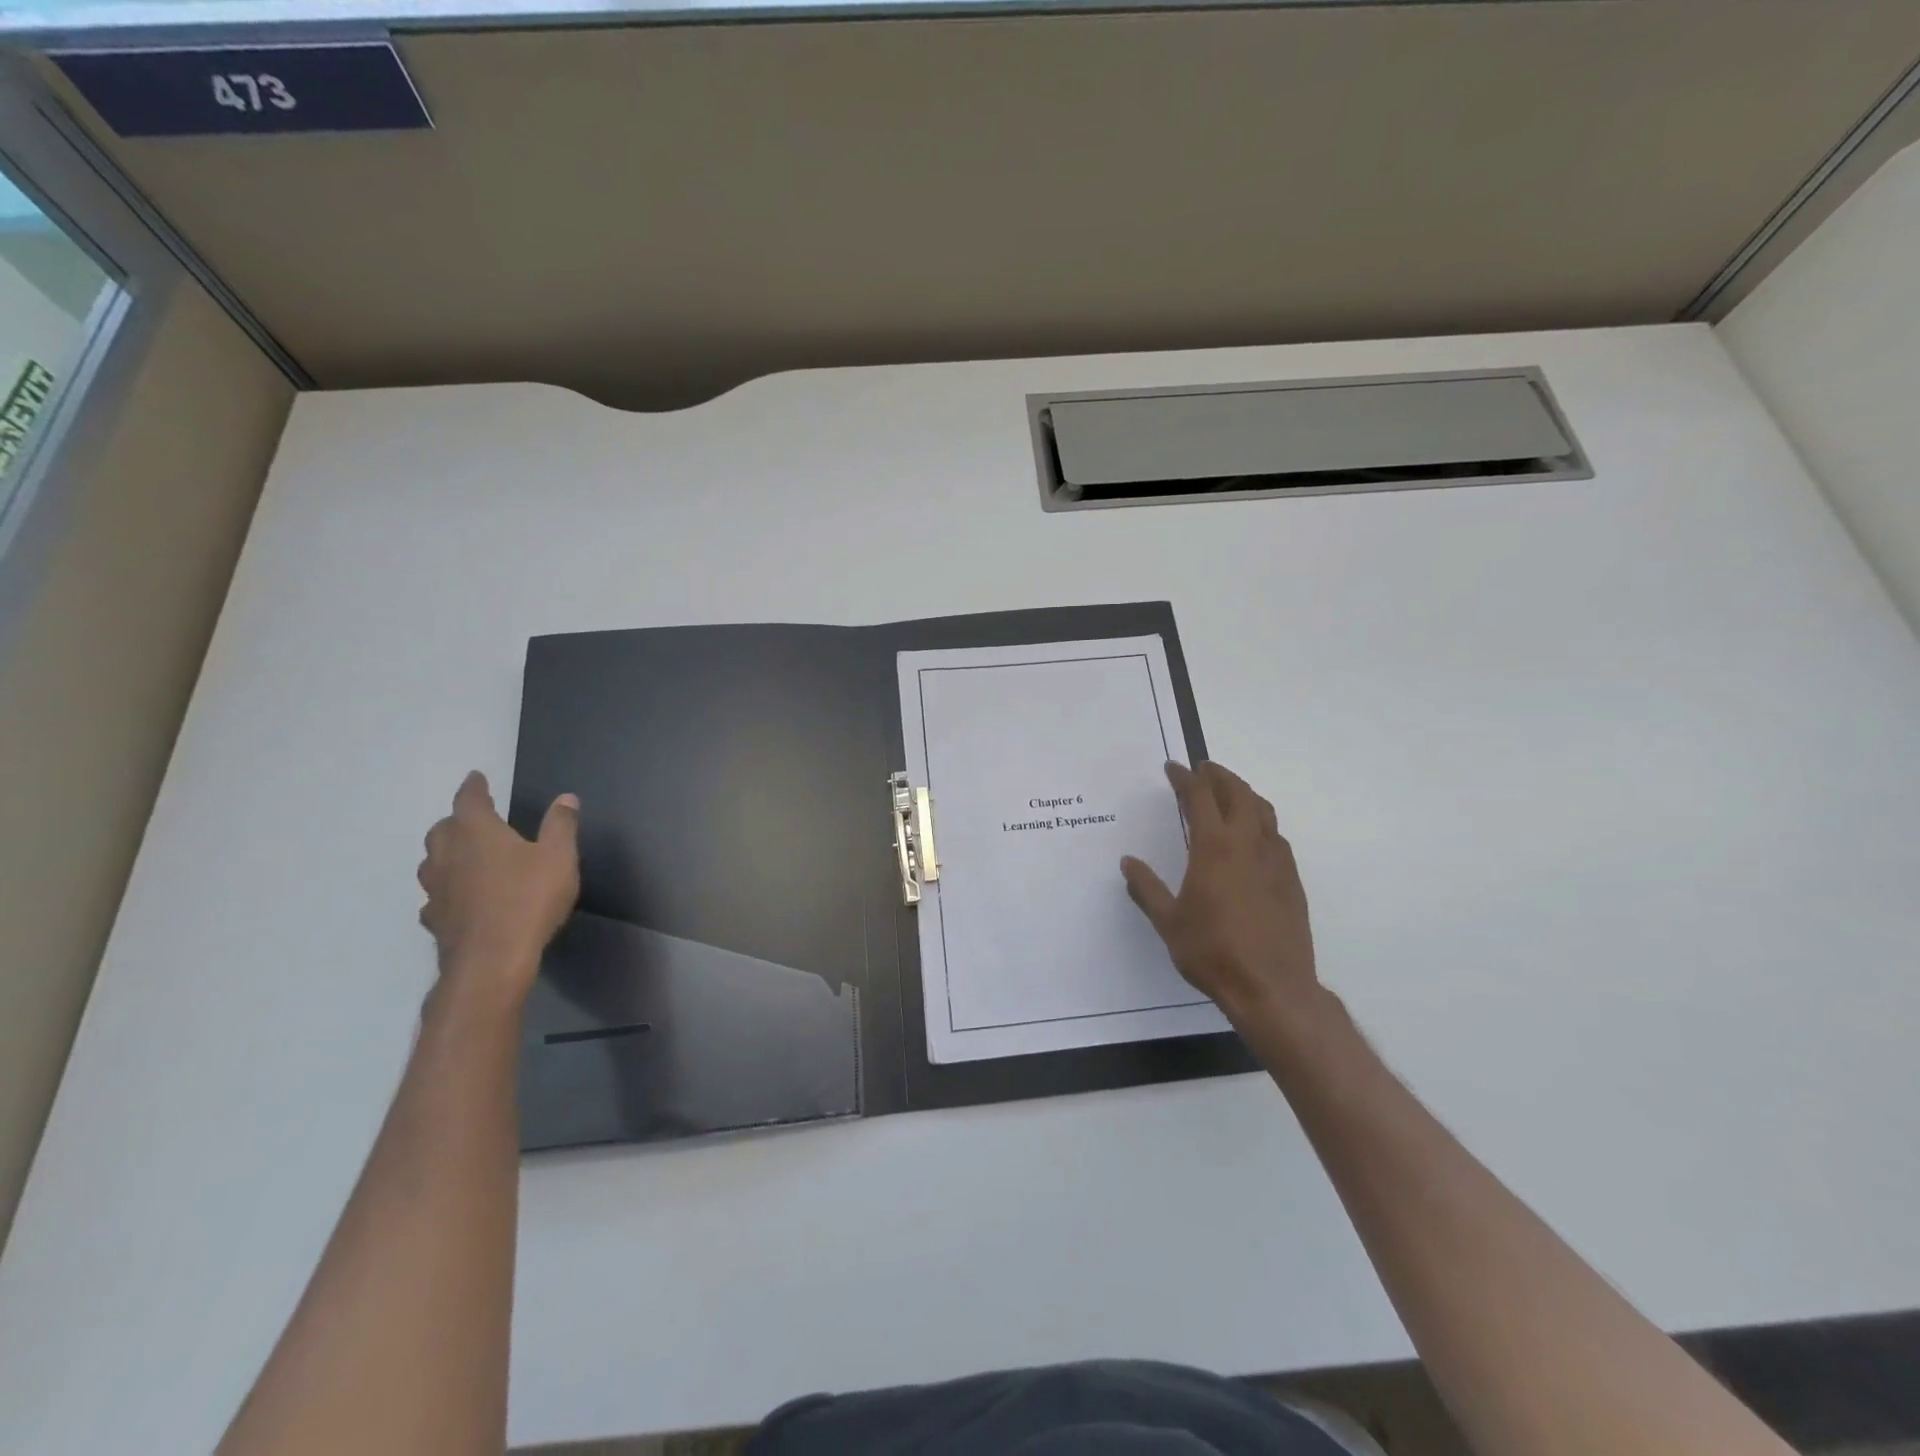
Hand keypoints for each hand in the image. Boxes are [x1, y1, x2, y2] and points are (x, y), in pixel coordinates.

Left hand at [417, 771, 579, 1002]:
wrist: (492, 960)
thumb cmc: (528, 899)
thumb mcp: (559, 857)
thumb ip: (561, 826)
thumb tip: (566, 798)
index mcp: (477, 833)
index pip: (469, 800)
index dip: (473, 787)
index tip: (476, 777)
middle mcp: (448, 855)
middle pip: (442, 830)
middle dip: (456, 820)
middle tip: (473, 819)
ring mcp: (437, 890)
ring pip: (432, 862)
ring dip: (445, 854)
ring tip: (463, 856)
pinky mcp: (436, 920)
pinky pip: (436, 896)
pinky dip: (446, 890)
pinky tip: (458, 899)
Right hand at [1121, 761, 1322, 1036]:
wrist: (1272, 988)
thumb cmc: (1213, 952)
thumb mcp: (1168, 922)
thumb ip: (1147, 888)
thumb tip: (1128, 862)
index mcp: (1214, 848)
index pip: (1200, 798)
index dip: (1185, 778)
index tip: (1173, 768)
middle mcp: (1248, 845)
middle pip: (1238, 793)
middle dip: (1219, 776)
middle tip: (1204, 769)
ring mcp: (1275, 861)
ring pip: (1263, 811)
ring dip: (1244, 794)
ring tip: (1229, 793)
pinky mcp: (1292, 881)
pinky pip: (1276, 837)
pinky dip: (1261, 822)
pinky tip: (1253, 836)